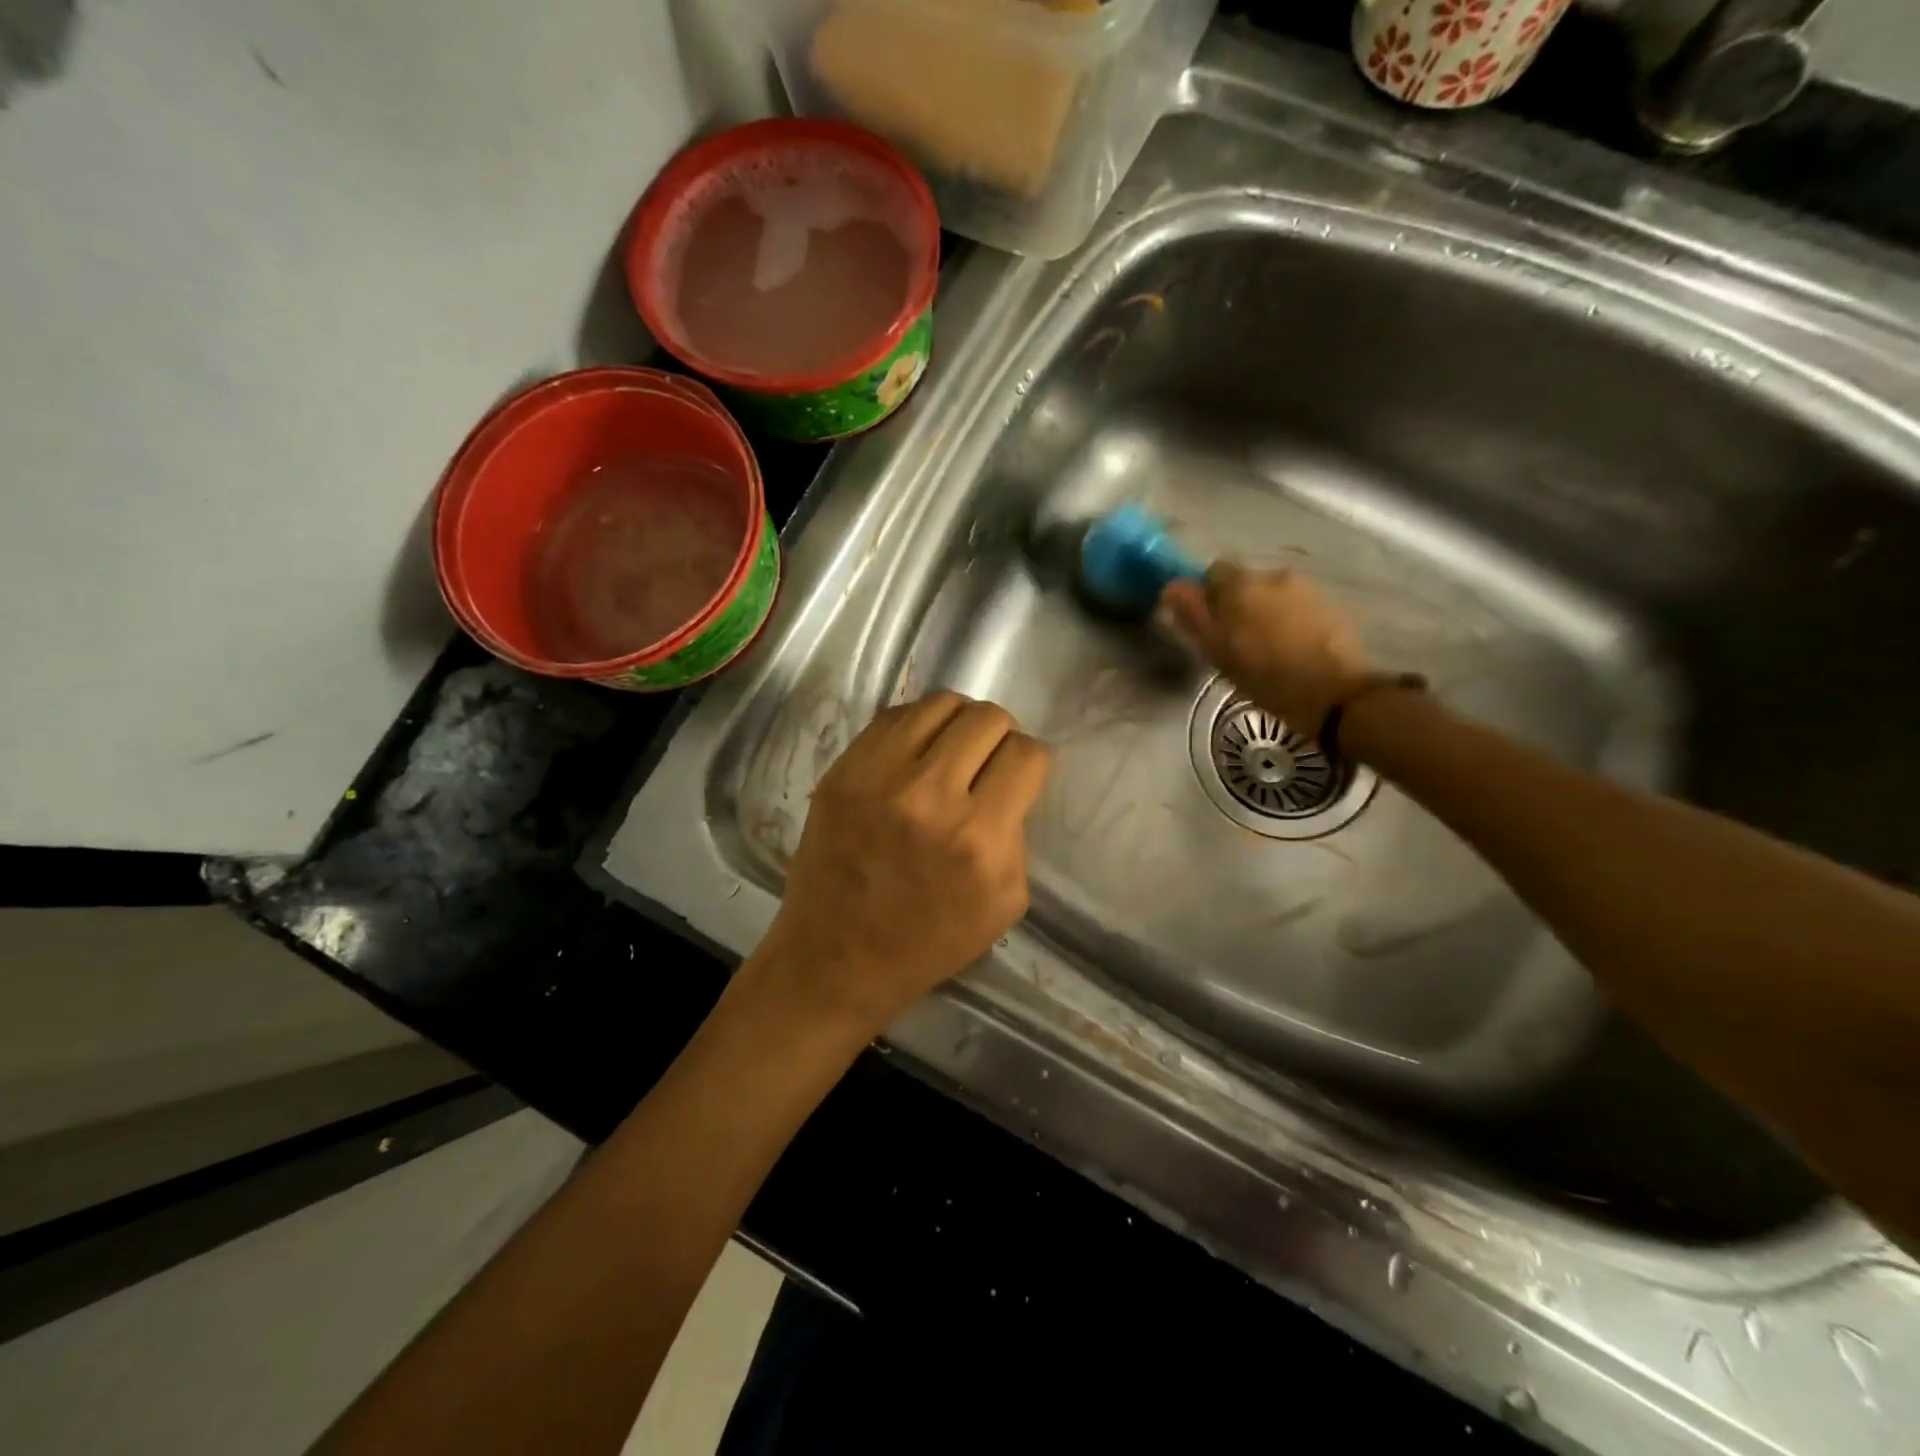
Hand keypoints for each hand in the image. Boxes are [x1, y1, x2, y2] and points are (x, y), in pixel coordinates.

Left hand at [754, 691, 1050, 1036]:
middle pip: (987, 717)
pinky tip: (915, 753)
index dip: (1029, 762)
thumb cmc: (928, 943)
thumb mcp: (1004, 904)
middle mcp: (929, 797)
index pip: (1026, 754)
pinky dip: (916, 727)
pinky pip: (893, 716)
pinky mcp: (842, 771)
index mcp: (979, 839)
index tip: (1017, 777)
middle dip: (999, 735)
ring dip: (957, 723)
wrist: (835, 959)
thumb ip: (1016, 835)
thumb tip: (1008, 783)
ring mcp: (878, 777)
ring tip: (950, 750)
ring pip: (940, 704)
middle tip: (986, 761)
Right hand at [1163, 564, 1372, 738]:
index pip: (1213, 571)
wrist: (1334, 693)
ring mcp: (1307, 588)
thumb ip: (1192, 614)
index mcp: (1241, 584)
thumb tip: (1171, 586)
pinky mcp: (1332, 606)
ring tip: (1267, 646)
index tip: (1208, 622)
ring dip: (1266, 612)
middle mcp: (1274, 575)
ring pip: (1274, 595)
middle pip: (1246, 583)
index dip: (1207, 594)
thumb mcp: (1216, 651)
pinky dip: (1291, 621)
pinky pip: (1299, 606)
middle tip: (1236, 640)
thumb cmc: (1264, 675)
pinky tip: (1292, 648)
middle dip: (1239, 604)